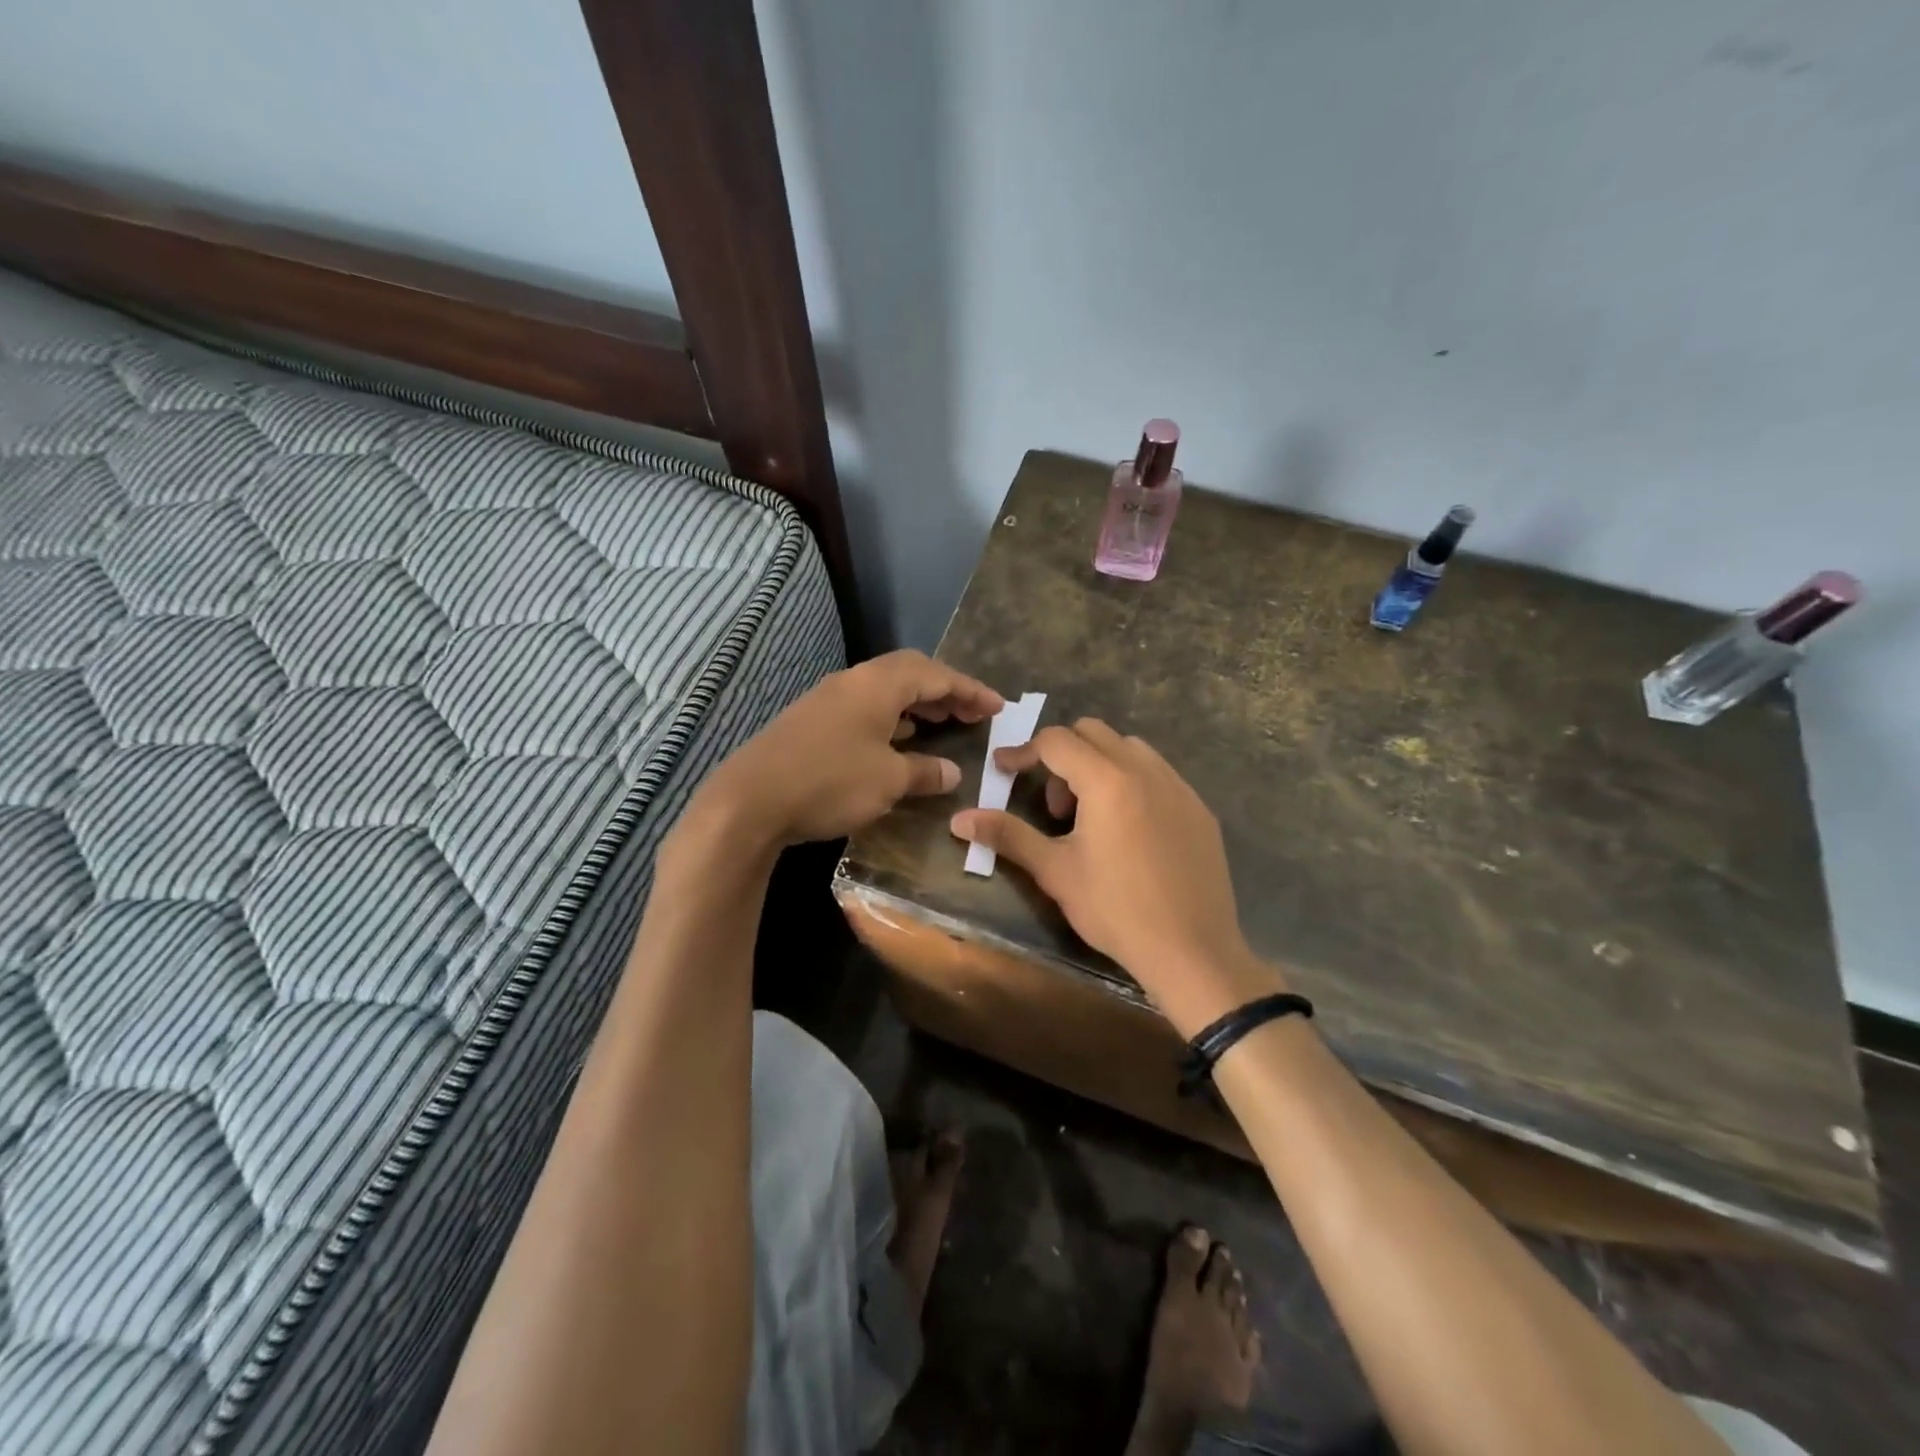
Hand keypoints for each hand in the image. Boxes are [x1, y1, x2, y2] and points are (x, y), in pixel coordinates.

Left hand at [693, 650, 1003, 850]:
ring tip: (942, 724)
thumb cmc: (829, 782)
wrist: (749, 800)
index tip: (997, 706)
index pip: (935, 675)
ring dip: (917, 704)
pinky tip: (896, 742)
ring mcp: (828, 699)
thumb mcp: (887, 780)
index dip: (970, 690)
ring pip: (885, 691)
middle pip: (909, 674)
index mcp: (877, 684)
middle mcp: (853, 682)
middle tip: (972, 713)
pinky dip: (891, 719)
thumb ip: (924, 771)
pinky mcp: (811, 721)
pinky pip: (865, 708)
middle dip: (945, 691)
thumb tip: (951, 772)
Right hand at [950, 719, 1281, 1036]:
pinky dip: (1132, 783)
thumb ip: (1007, 835)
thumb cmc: (1116, 909)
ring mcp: (1180, 787)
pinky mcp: (1200, 809)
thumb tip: (959, 819)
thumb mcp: (1055, 871)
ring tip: (1091, 817)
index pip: (1056, 741)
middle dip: (1063, 756)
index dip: (1023, 752)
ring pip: (1129, 748)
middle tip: (1054, 807)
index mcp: (1107, 780)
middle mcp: (1146, 770)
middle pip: (1093, 733)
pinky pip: (1159, 774)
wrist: (1193, 951)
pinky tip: (1130, 830)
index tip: (1003, 770)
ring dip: (1099, 766)